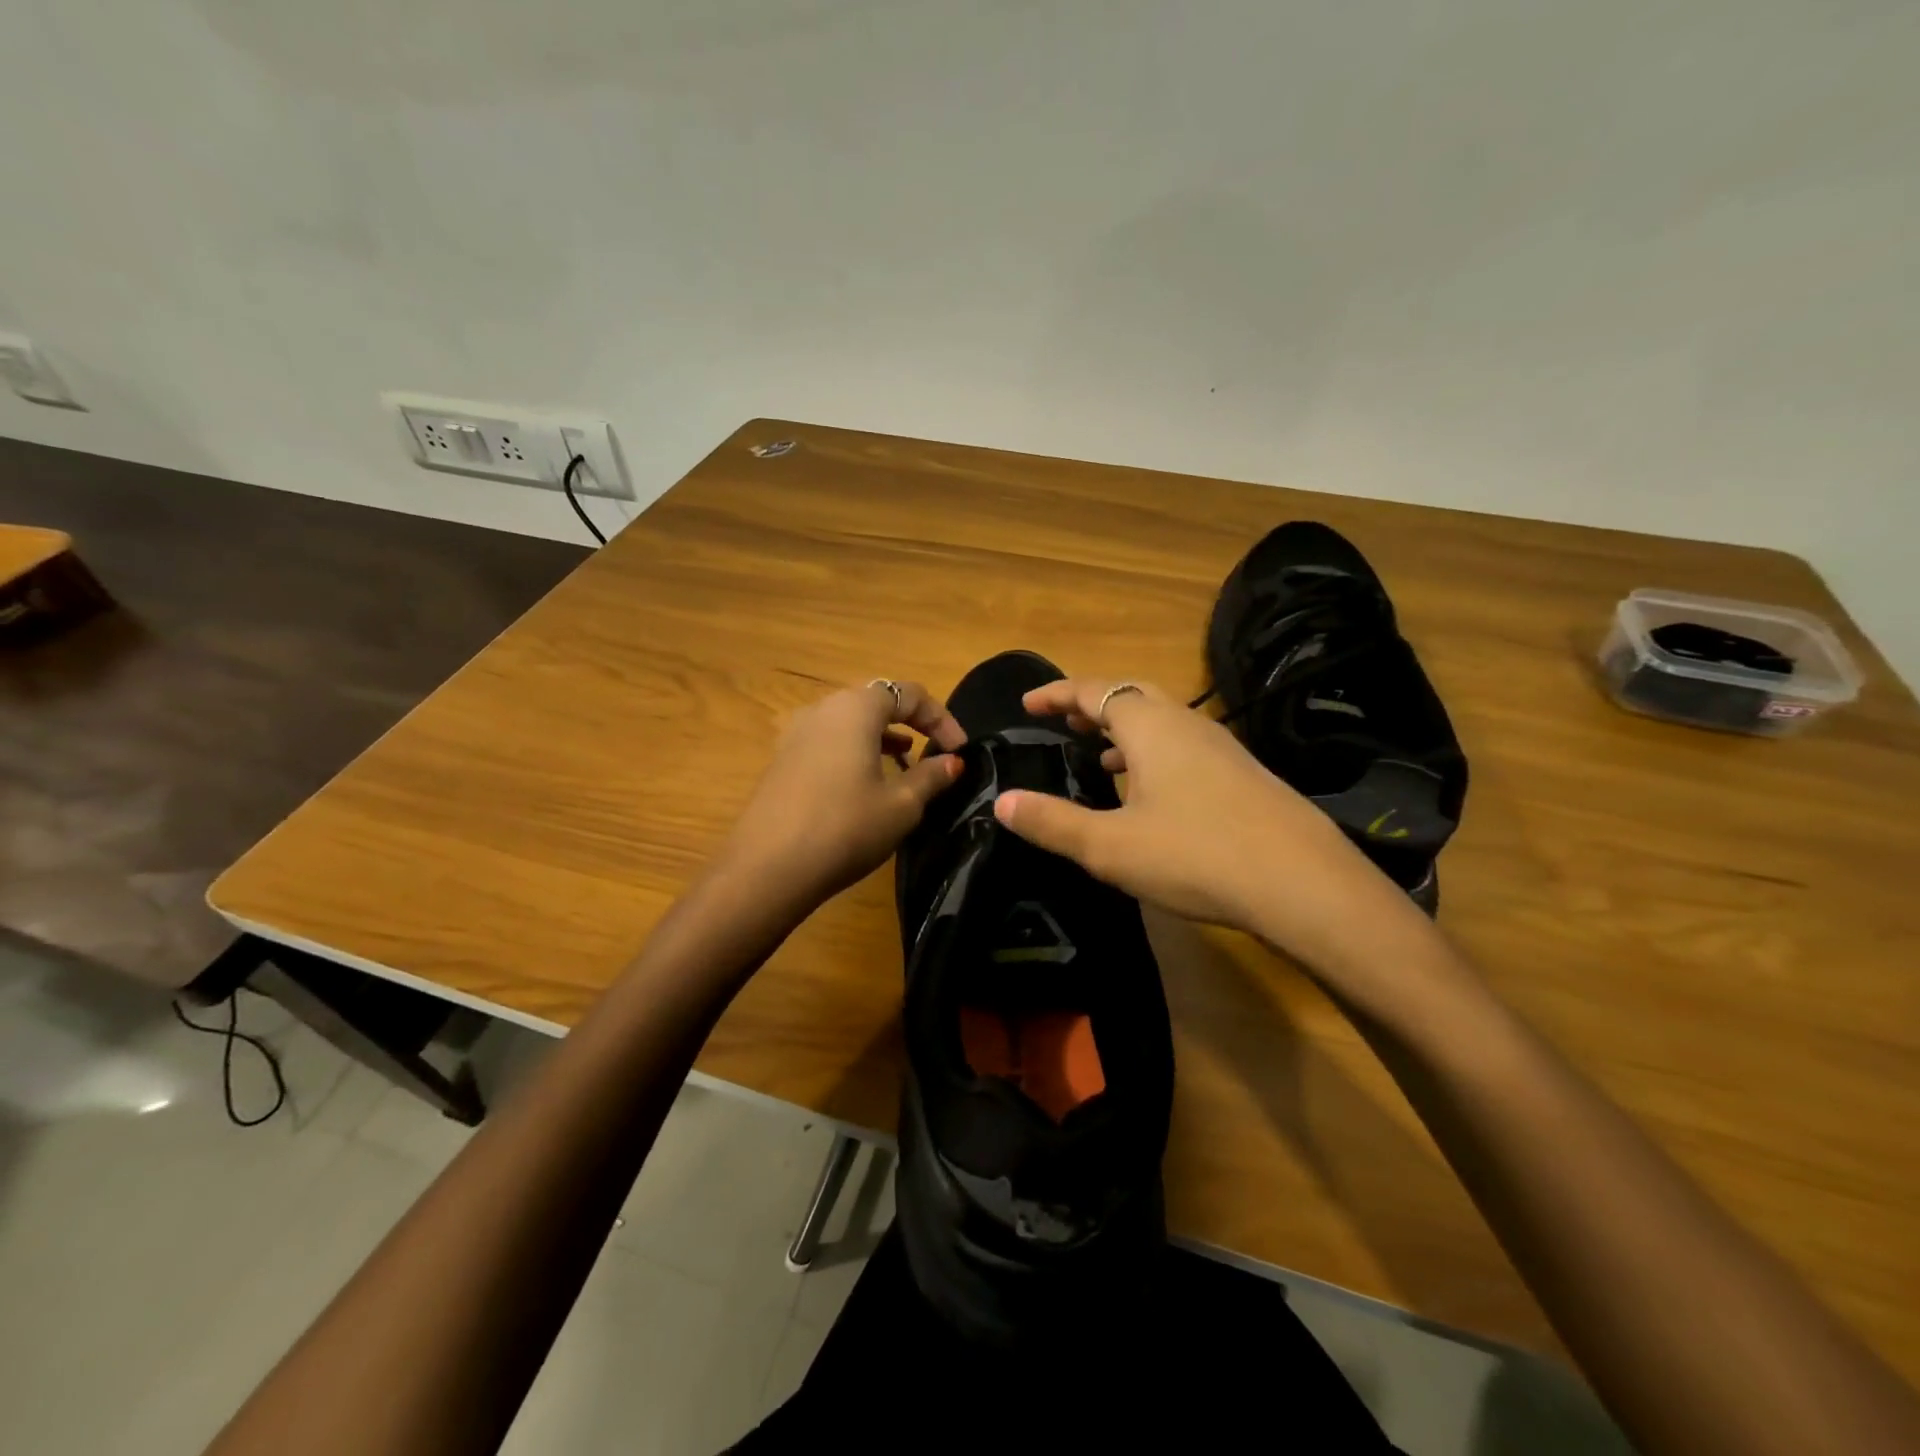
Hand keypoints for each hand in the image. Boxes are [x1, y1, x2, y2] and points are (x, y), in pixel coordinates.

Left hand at [718, 680, 965, 916]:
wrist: (768, 868)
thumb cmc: (845, 827)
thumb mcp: (901, 805)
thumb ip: (932, 776)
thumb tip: (953, 761)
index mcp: (856, 708)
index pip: (909, 693)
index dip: (941, 718)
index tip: (959, 751)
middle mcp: (823, 709)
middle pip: (877, 701)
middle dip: (912, 724)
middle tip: (935, 754)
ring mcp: (797, 733)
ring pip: (851, 722)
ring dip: (883, 738)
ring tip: (906, 766)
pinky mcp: (783, 760)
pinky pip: (830, 742)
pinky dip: (856, 751)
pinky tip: (867, 783)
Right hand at [991, 678, 1437, 982]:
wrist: (1303, 883)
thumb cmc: (1196, 855)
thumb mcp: (1110, 847)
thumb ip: (1052, 822)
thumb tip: (1002, 802)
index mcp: (1150, 725)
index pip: (1094, 690)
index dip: (1057, 694)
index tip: (1028, 704)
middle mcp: (1186, 723)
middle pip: (1131, 693)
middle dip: (1092, 703)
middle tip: (1063, 723)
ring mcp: (1221, 747)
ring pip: (1162, 720)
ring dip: (1124, 729)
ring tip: (1098, 757)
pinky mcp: (1242, 774)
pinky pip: (1184, 744)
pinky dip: (1153, 752)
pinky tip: (1150, 792)